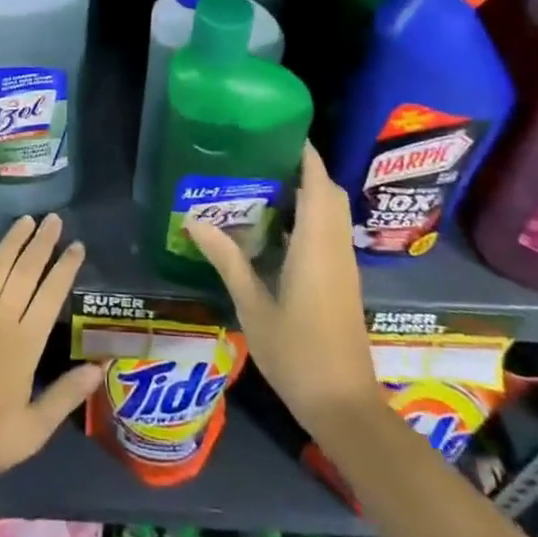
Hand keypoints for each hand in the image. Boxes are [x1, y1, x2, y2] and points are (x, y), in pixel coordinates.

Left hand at [0, 214, 102, 483]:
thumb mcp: (33, 430)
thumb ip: (65, 395)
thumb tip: (98, 367)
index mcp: (25, 343)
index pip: (51, 295)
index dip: (65, 268)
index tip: (77, 245)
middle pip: (25, 272)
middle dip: (42, 243)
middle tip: (54, 218)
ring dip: (12, 242)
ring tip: (26, 220)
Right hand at [186, 143, 380, 431]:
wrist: (344, 405)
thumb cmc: (296, 353)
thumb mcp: (253, 305)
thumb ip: (227, 259)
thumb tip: (193, 220)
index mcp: (316, 246)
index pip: (318, 185)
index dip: (306, 155)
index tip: (281, 131)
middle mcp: (335, 248)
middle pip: (330, 194)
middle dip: (305, 170)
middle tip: (264, 158)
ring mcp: (343, 266)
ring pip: (333, 214)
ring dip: (309, 194)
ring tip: (265, 185)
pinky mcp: (343, 282)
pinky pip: (330, 233)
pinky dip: (311, 218)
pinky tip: (276, 229)